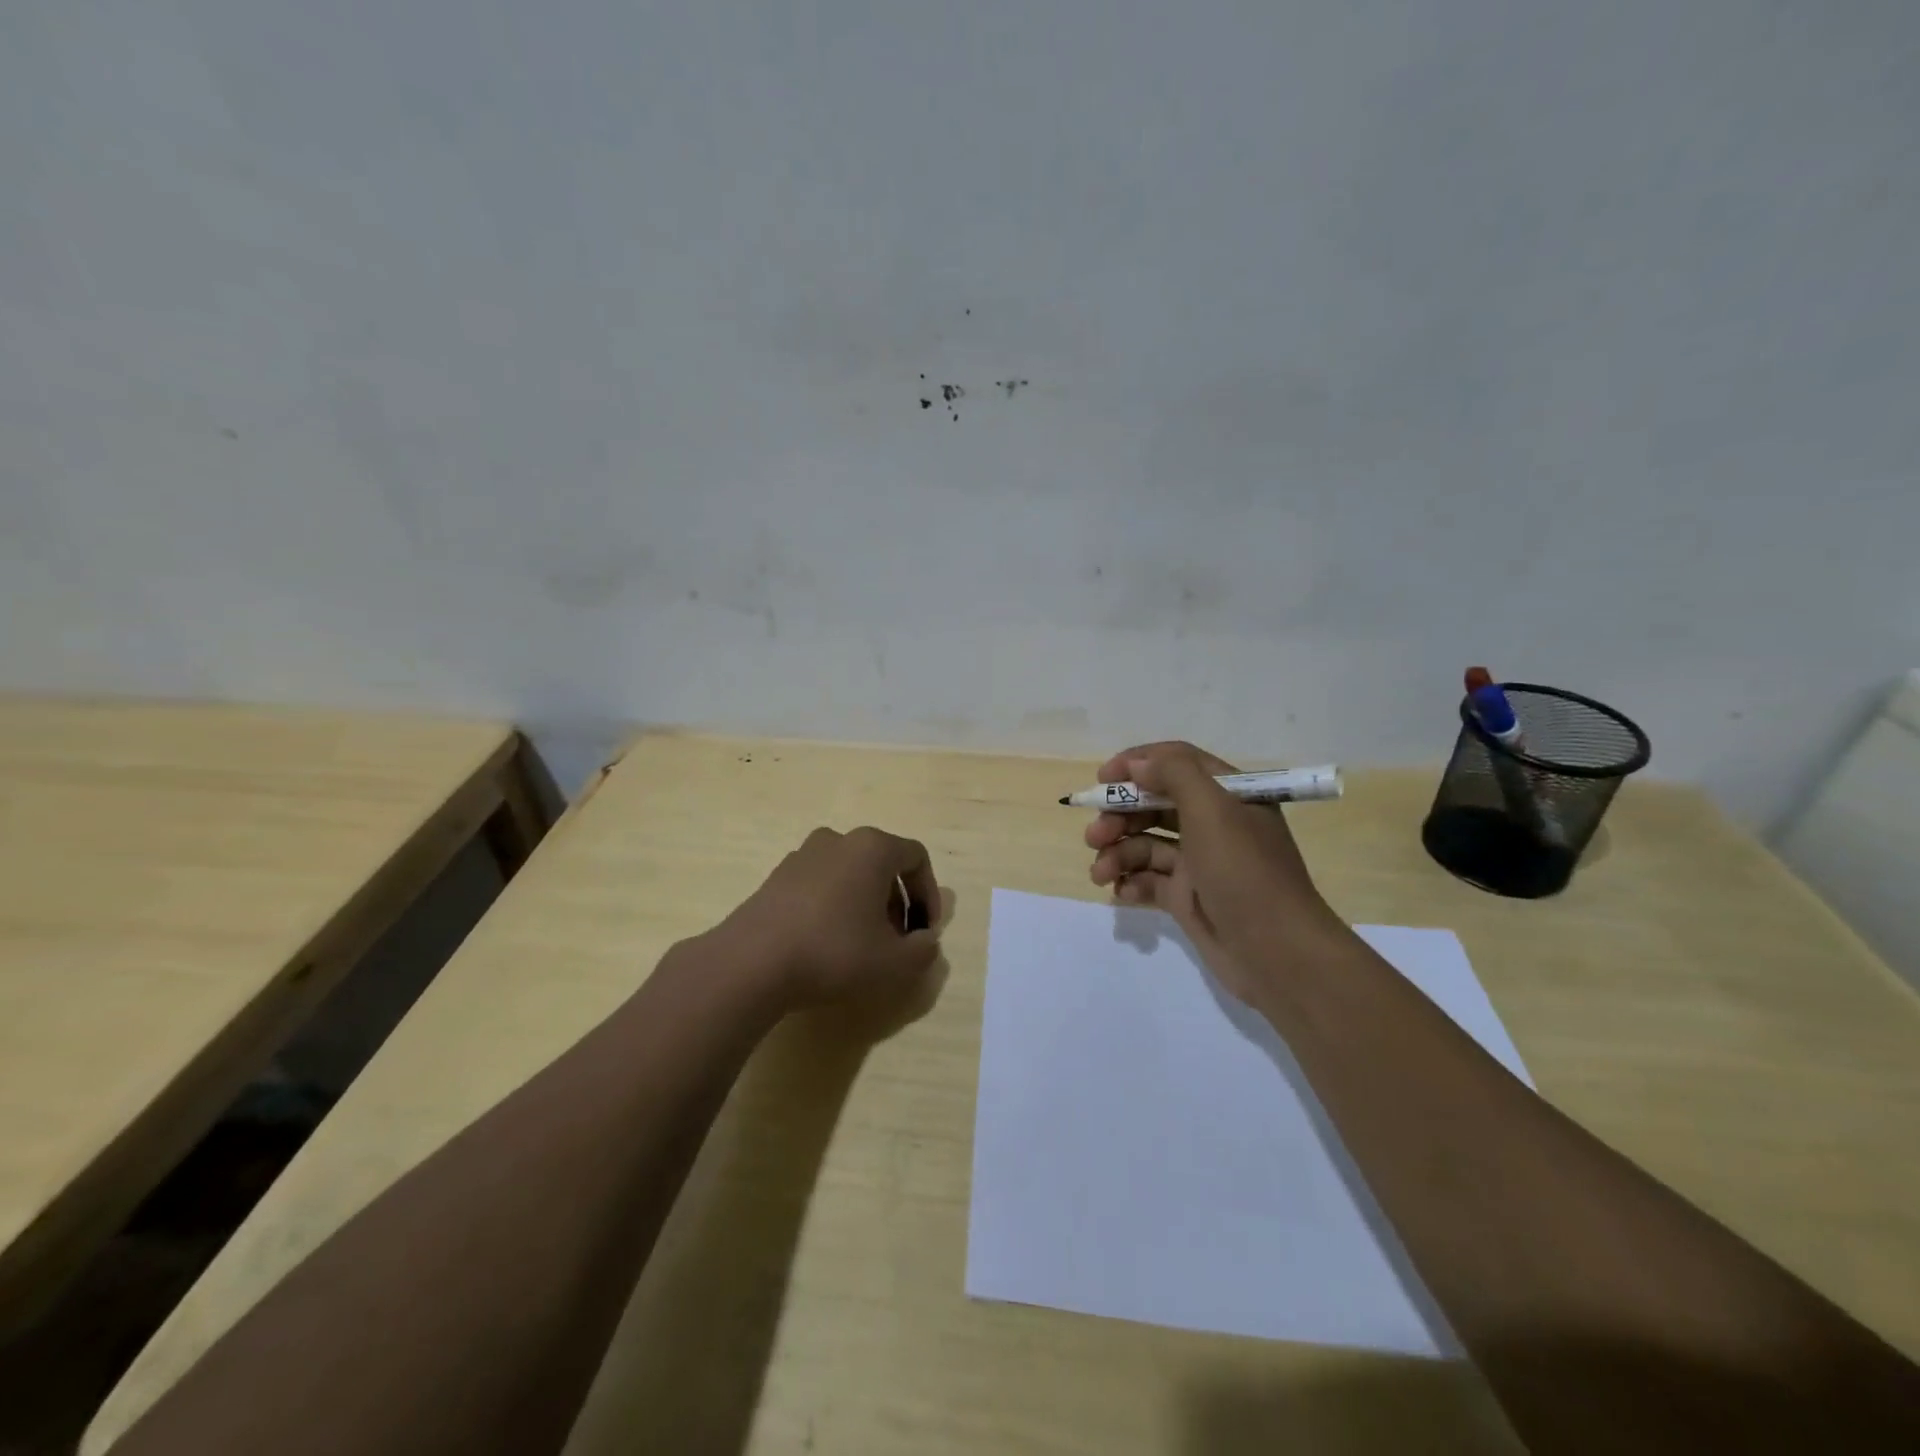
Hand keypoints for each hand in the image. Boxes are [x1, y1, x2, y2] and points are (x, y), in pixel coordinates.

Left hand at [716, 826, 942, 1010]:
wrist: (751, 963)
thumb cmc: (834, 952)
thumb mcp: (894, 963)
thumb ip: (923, 950)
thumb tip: (925, 941)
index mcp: (872, 847)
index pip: (916, 857)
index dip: (928, 895)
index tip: (925, 931)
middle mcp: (838, 840)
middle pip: (882, 864)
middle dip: (896, 902)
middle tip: (896, 941)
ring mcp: (802, 855)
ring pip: (850, 873)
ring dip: (865, 903)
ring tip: (862, 944)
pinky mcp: (776, 877)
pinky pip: (820, 884)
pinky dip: (833, 906)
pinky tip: (826, 943)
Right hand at [1085, 741, 1349, 1004]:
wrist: (1276, 954)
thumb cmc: (1244, 872)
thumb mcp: (1213, 810)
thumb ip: (1174, 774)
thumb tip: (1138, 765)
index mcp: (1228, 795)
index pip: (1176, 762)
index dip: (1137, 764)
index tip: (1102, 779)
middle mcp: (1213, 823)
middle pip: (1154, 804)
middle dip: (1119, 816)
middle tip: (1094, 835)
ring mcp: (1199, 862)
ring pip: (1146, 844)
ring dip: (1117, 853)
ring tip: (1100, 873)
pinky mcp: (1187, 897)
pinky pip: (1149, 880)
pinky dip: (1130, 882)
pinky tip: (1121, 892)